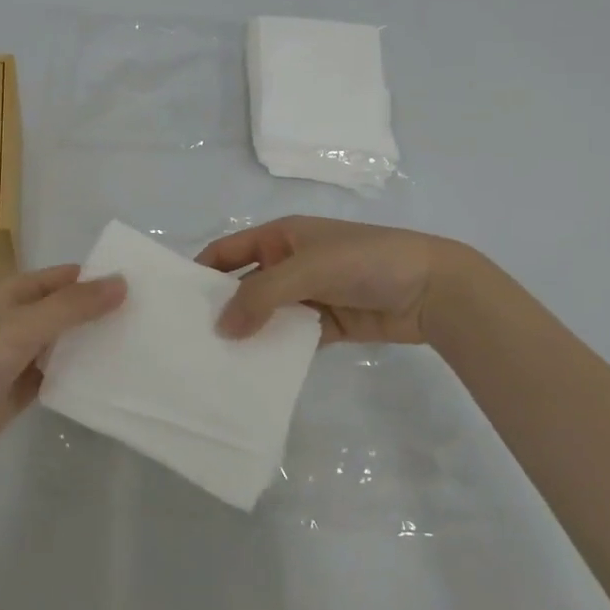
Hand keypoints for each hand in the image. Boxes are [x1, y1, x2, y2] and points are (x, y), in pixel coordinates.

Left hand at [0, 265, 125, 479]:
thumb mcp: (24, 327)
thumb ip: (72, 306)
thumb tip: (122, 282)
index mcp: (11, 293)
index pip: (63, 277)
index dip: (97, 278)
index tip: (141, 285)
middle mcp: (16, 319)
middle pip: (66, 308)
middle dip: (100, 311)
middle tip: (149, 318)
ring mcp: (18, 355)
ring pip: (64, 342)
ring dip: (93, 343)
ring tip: (140, 345)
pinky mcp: (21, 388)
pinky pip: (58, 373)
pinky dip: (80, 373)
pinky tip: (111, 377)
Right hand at [198, 216, 463, 345]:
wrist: (432, 289)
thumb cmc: (365, 261)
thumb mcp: (307, 268)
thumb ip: (261, 295)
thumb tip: (222, 328)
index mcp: (280, 236)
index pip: (229, 251)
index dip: (203, 271)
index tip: (177, 304)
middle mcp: (289, 262)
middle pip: (244, 285)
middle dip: (222, 308)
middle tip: (191, 342)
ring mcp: (309, 294)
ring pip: (267, 314)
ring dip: (248, 333)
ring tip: (216, 363)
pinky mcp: (327, 324)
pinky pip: (292, 337)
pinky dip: (276, 351)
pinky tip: (256, 373)